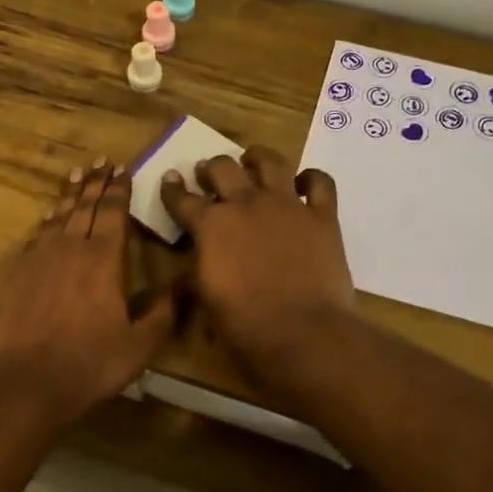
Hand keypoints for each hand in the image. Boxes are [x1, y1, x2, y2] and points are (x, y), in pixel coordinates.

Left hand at [0, 159, 179, 427]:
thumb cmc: (92, 363)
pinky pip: (36, 236)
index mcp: (104, 260)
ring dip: (70, 195)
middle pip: (85, 206)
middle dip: (96, 183)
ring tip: (77, 175)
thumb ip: (165, 311)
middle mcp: (71, 248)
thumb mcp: (141, 344)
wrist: (30, 381)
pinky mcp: (20, 274)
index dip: (119, 189)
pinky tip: (49, 218)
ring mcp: (41, 259)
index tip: (123, 169)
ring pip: (58, 216)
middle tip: (101, 161)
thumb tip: (186, 282)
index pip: (113, 213)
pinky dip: (46, 221)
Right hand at [160, 147, 354, 374]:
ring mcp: (286, 205)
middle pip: (222, 168)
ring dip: (257, 158)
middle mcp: (246, 204)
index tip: (171, 179)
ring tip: (252, 160)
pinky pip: (320, 183)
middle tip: (209, 174)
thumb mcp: (206, 299)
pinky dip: (311, 179)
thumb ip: (201, 268)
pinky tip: (304, 184)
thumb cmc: (244, 325)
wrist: (301, 333)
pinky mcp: (322, 216)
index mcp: (210, 226)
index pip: (182, 199)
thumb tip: (200, 259)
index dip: (172, 188)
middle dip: (211, 169)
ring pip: (270, 162)